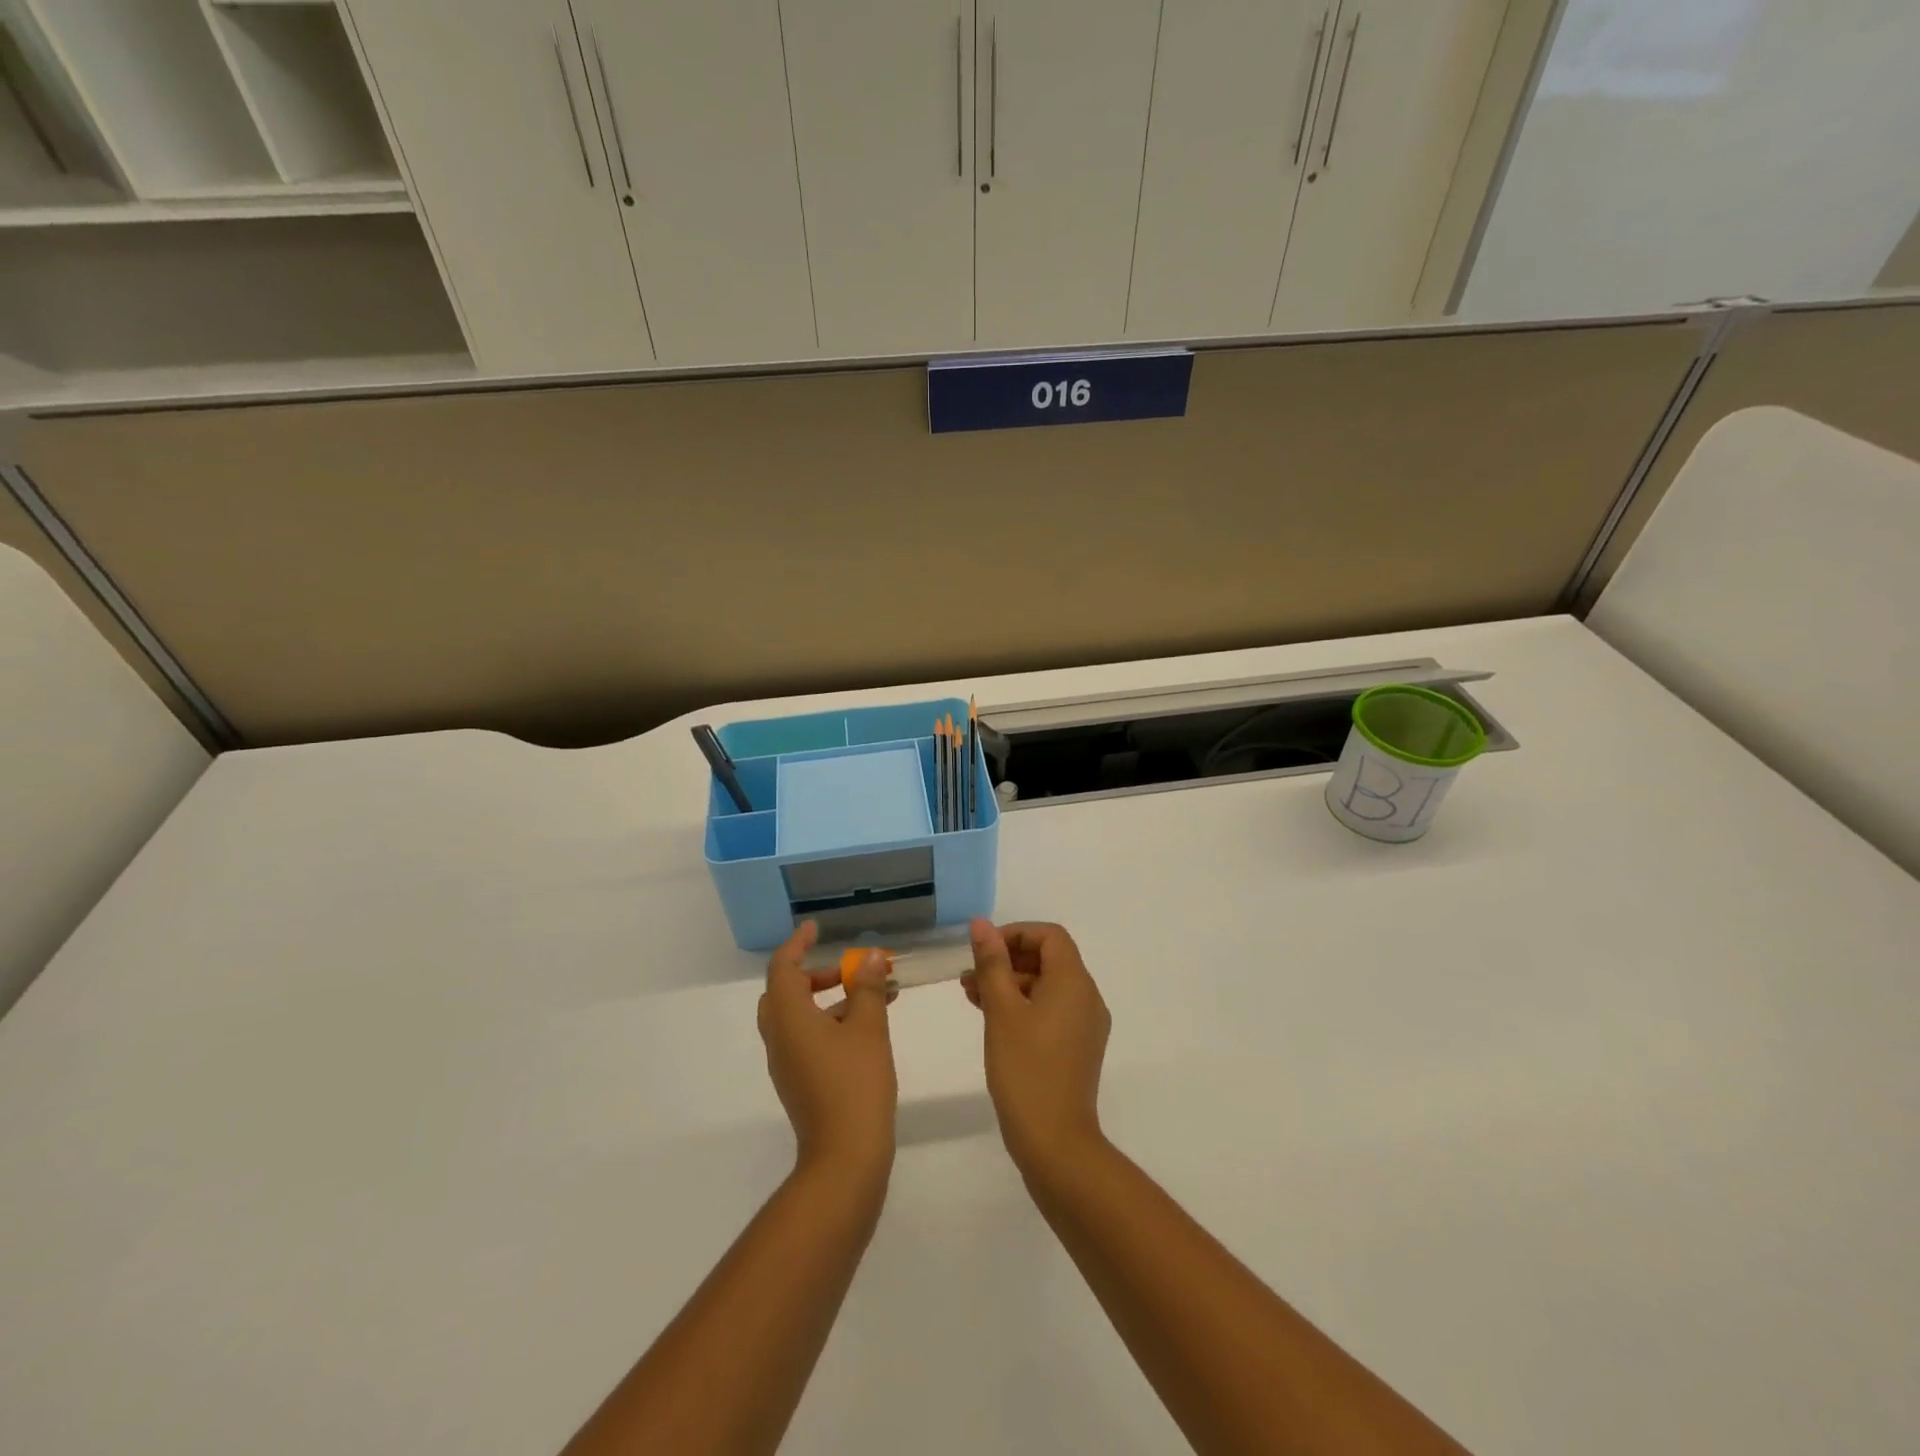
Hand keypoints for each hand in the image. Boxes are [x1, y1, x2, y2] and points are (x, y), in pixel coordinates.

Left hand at [758, 921, 896, 1183]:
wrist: (844, 1157)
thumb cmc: (855, 1084)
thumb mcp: (868, 1028)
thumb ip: (868, 987)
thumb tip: (871, 956)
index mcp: (788, 1018)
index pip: (783, 968)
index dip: (798, 944)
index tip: (816, 928)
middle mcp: (780, 1038)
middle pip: (785, 992)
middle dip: (816, 975)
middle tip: (848, 969)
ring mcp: (787, 1063)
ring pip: (799, 1017)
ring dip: (830, 999)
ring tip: (874, 995)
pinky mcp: (800, 1082)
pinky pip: (808, 1038)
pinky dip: (830, 1022)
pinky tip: (867, 1028)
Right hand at [963, 920, 1111, 1178]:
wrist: (1055, 1142)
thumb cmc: (1025, 1068)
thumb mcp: (1001, 1010)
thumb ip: (992, 963)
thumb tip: (981, 924)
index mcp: (1074, 982)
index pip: (1049, 936)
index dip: (1015, 934)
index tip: (984, 951)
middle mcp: (1087, 997)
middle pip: (1048, 959)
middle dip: (1007, 960)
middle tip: (970, 975)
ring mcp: (1085, 1024)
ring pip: (1046, 986)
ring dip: (1010, 984)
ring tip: (970, 995)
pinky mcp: (1077, 1047)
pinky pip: (1050, 1010)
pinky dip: (1022, 1006)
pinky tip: (992, 1019)